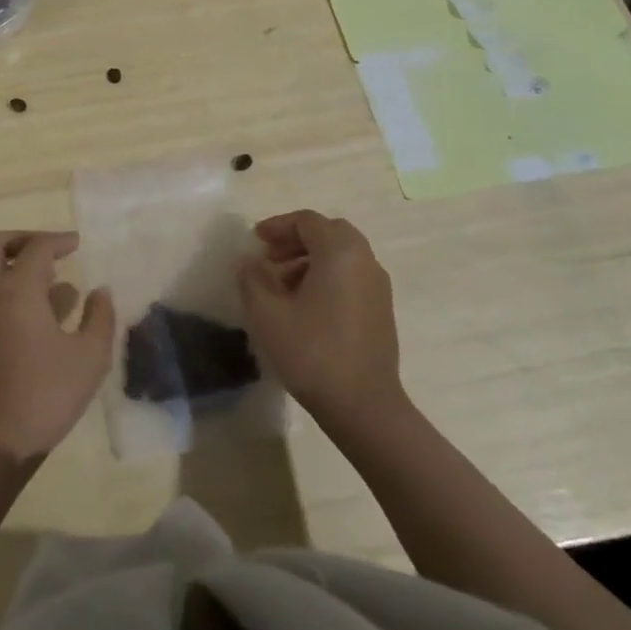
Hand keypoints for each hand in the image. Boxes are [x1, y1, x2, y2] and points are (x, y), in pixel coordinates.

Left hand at [0, 231, 116, 463]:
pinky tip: (44, 310)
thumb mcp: (90, 356)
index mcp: (18, 289)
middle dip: (20, 239)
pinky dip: (11, 286)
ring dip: (14, 263)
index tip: (78, 244)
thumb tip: (100, 291)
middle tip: (49, 250)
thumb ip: (100, 317)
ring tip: (53, 279)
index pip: (37, 248)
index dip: (59, 240)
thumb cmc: (48, 392)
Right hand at [237, 210, 406, 429]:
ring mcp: (378, 287)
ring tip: (282, 285)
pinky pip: (352, 276)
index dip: (277, 226)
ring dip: (311, 259)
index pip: (307, 221)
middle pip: (329, 232)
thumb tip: (249, 262)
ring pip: (342, 255)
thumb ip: (251, 278)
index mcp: (339, 252)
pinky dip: (328, 276)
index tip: (255, 241)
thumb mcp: (267, 313)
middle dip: (297, 239)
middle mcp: (365, 261)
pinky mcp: (382, 311)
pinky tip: (306, 306)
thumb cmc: (312, 352)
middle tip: (271, 257)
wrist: (364, 408)